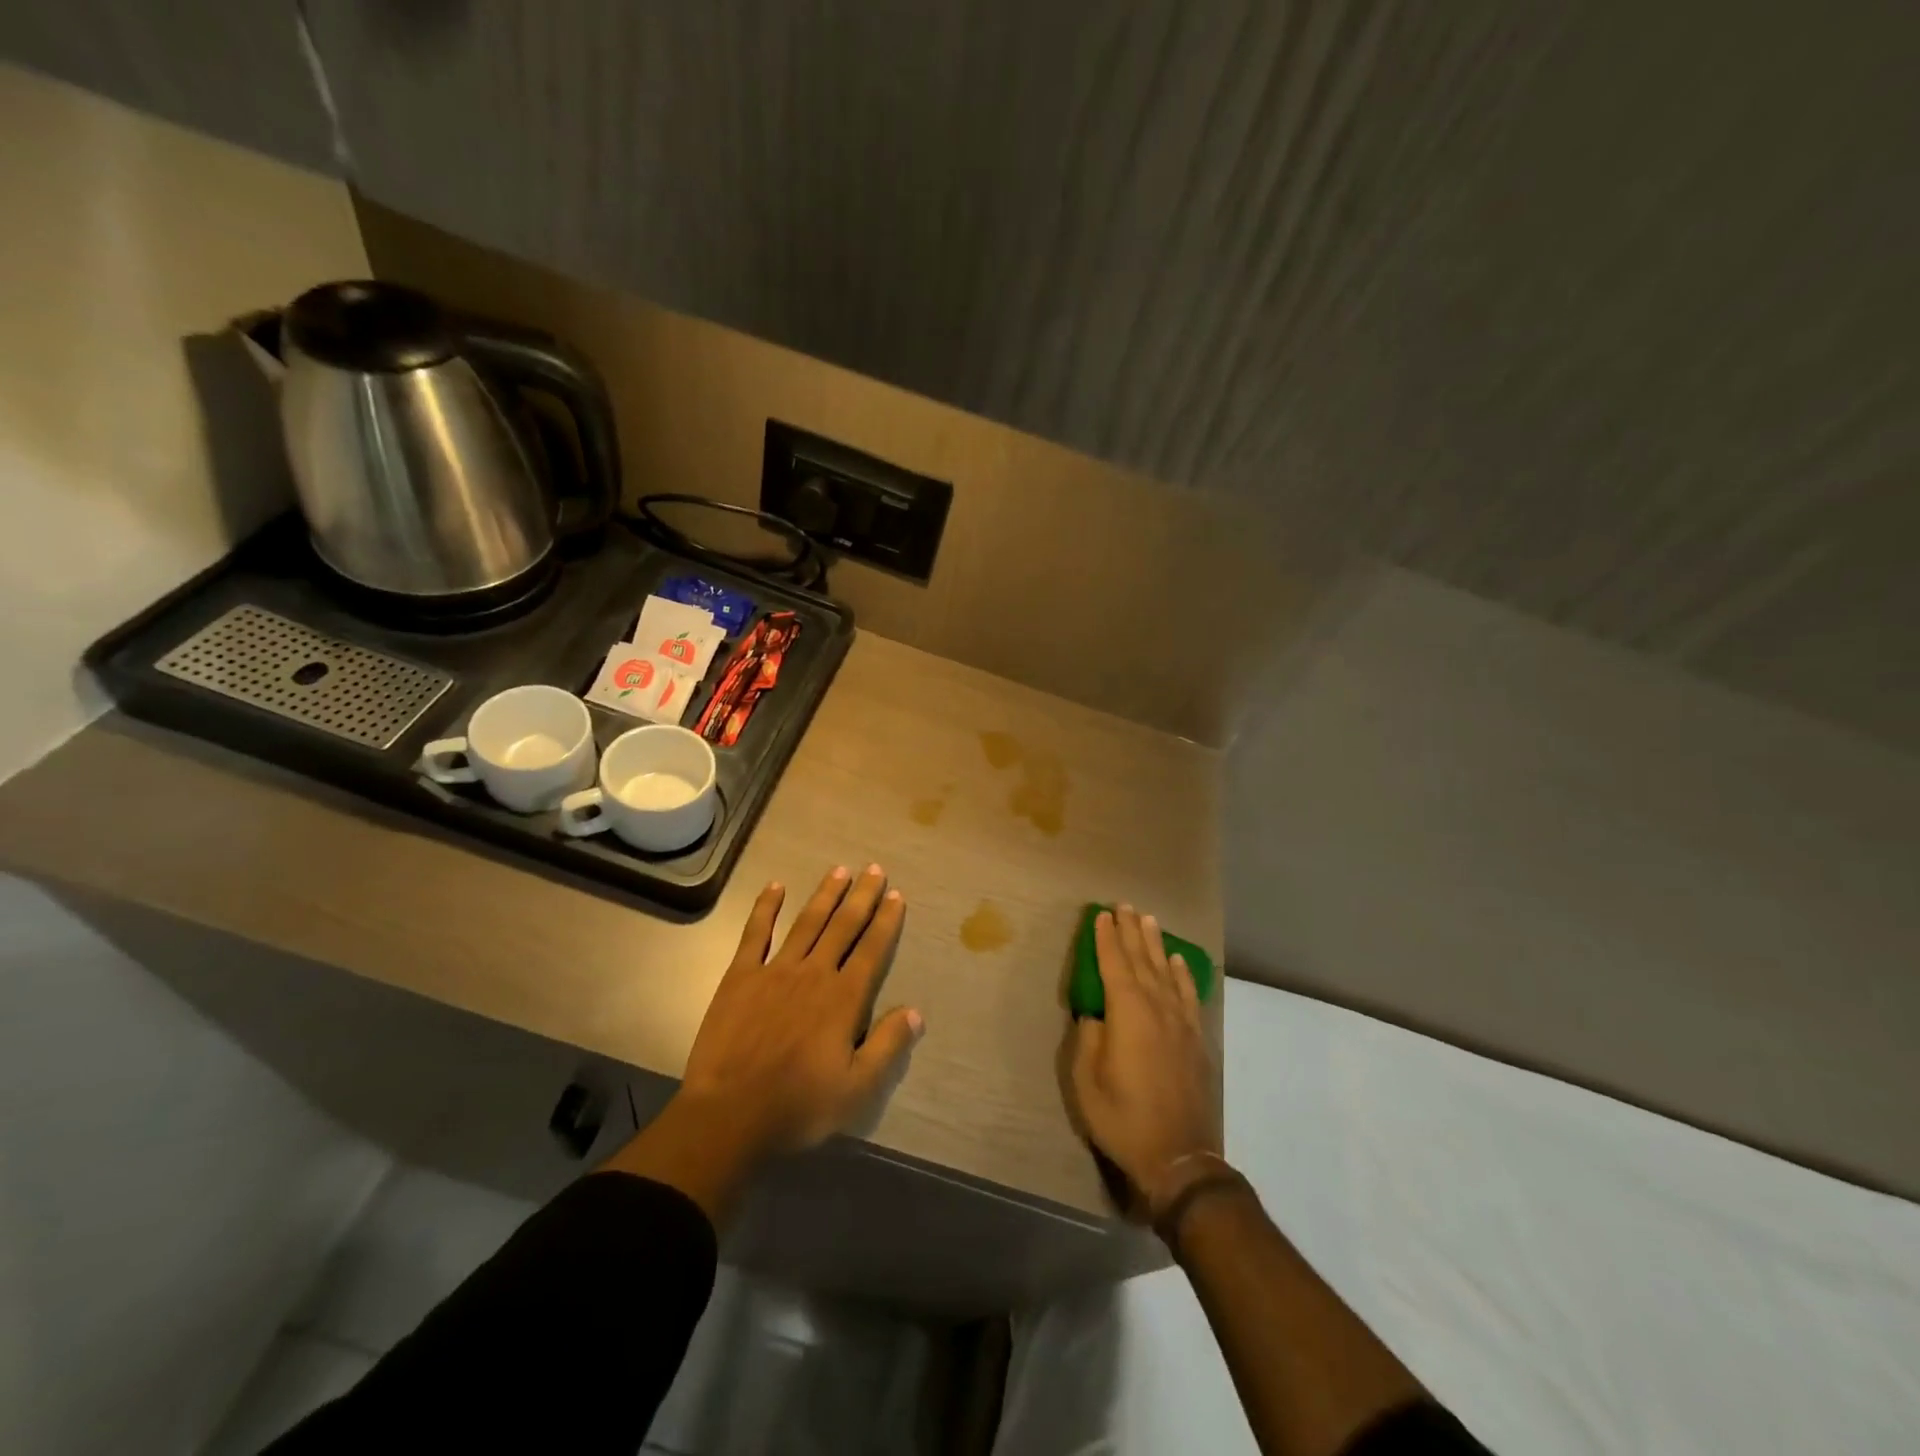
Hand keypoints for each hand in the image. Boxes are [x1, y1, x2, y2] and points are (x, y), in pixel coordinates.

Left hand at [679, 864, 922, 1156]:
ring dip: (825, 894)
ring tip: (840, 870)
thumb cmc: (798, 1106)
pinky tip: (775, 887)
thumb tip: (916, 1012)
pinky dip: (766, 908)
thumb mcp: (857, 1089)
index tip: (896, 895)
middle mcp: (814, 973)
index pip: (872, 950)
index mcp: (843, 999)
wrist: (729, 1115)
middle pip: (843, 926)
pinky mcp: (740, 977)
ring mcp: (775, 971)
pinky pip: (755, 933)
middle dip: (861, 896)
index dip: (886, 921)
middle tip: (874, 869)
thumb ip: (887, 1046)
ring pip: (807, 922)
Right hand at [1069, 905, 1220, 1207]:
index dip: (1106, 939)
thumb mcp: (1087, 1080)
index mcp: (1127, 1014)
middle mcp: (1156, 1008)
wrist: (1178, 1156)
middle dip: (1130, 932)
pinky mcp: (1195, 1039)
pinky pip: (1188, 995)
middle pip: (1141, 961)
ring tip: (1149, 920)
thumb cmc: (1123, 1118)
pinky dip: (1182, 974)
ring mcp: (1180, 1023)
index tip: (1101, 916)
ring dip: (1155, 944)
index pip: (1114, 965)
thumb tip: (1095, 1013)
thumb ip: (1089, 1038)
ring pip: (1165, 972)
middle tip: (1124, 905)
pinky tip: (1177, 961)